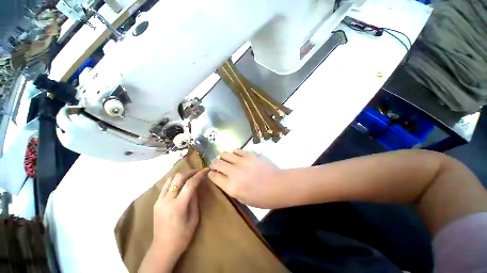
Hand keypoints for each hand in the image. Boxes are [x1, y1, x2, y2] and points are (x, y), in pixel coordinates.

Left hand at [140, 168, 208, 272]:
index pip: (190, 184)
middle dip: (190, 171)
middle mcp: (167, 200)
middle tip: (198, 171)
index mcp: (178, 206)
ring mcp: (159, 200)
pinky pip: (166, 186)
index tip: (206, 169)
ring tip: (190, 176)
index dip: (199, 174)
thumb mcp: (194, 218)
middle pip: (179, 177)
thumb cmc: (182, 236)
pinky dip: (174, 180)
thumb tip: (196, 186)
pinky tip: (180, 183)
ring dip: (182, 175)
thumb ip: (194, 200)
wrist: (163, 248)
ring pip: (170, 179)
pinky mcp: (156, 202)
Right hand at [208, 150, 285, 207]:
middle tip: (216, 165)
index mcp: (231, 187)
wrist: (278, 185)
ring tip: (225, 159)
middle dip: (214, 164)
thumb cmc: (262, 197)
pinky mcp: (249, 155)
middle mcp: (234, 173)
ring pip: (225, 154)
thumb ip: (230, 188)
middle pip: (217, 163)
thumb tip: (223, 179)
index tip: (211, 173)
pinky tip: (236, 155)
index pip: (214, 176)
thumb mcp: (243, 199)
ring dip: (223, 157)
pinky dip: (234, 153)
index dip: (211, 174)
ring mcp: (242, 162)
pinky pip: (237, 150)